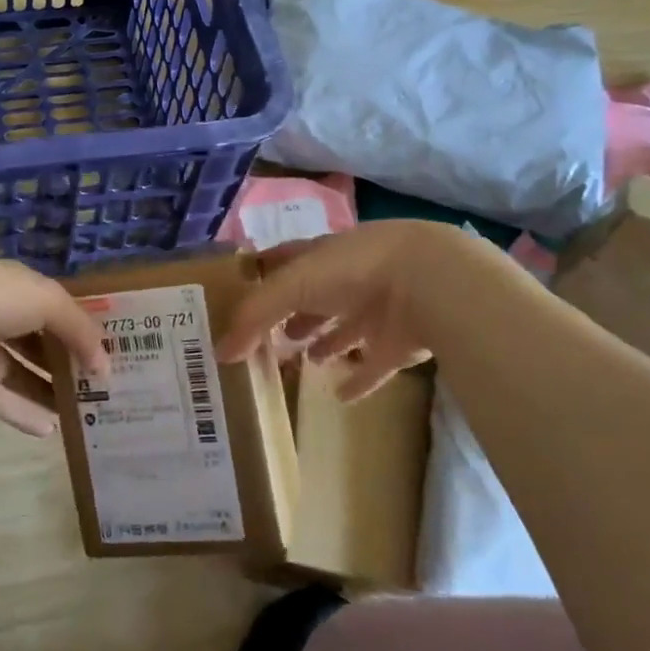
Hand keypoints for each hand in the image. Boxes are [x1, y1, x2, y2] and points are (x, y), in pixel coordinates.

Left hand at [0, 258, 106, 436]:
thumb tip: (104, 364)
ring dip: (48, 390)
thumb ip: (79, 330)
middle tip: (100, 391)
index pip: (57, 308)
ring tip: (81, 414)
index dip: (82, 330)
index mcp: (19, 287)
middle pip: (39, 341)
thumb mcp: (47, 302)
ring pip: (19, 372)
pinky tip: (50, 431)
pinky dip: (21, 412)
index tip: (109, 357)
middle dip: (67, 362)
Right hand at [217, 221, 482, 398]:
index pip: (285, 260)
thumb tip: (219, 352)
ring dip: (325, 342)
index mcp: (321, 255)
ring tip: (304, 360)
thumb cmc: (352, 271)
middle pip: (314, 297)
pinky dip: (359, 379)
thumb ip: (254, 317)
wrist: (429, 282)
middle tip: (268, 339)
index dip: (264, 272)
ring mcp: (377, 309)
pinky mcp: (400, 341)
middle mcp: (347, 279)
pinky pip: (375, 365)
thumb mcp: (291, 286)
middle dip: (294, 314)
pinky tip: (341, 395)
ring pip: (345, 327)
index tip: (242, 289)